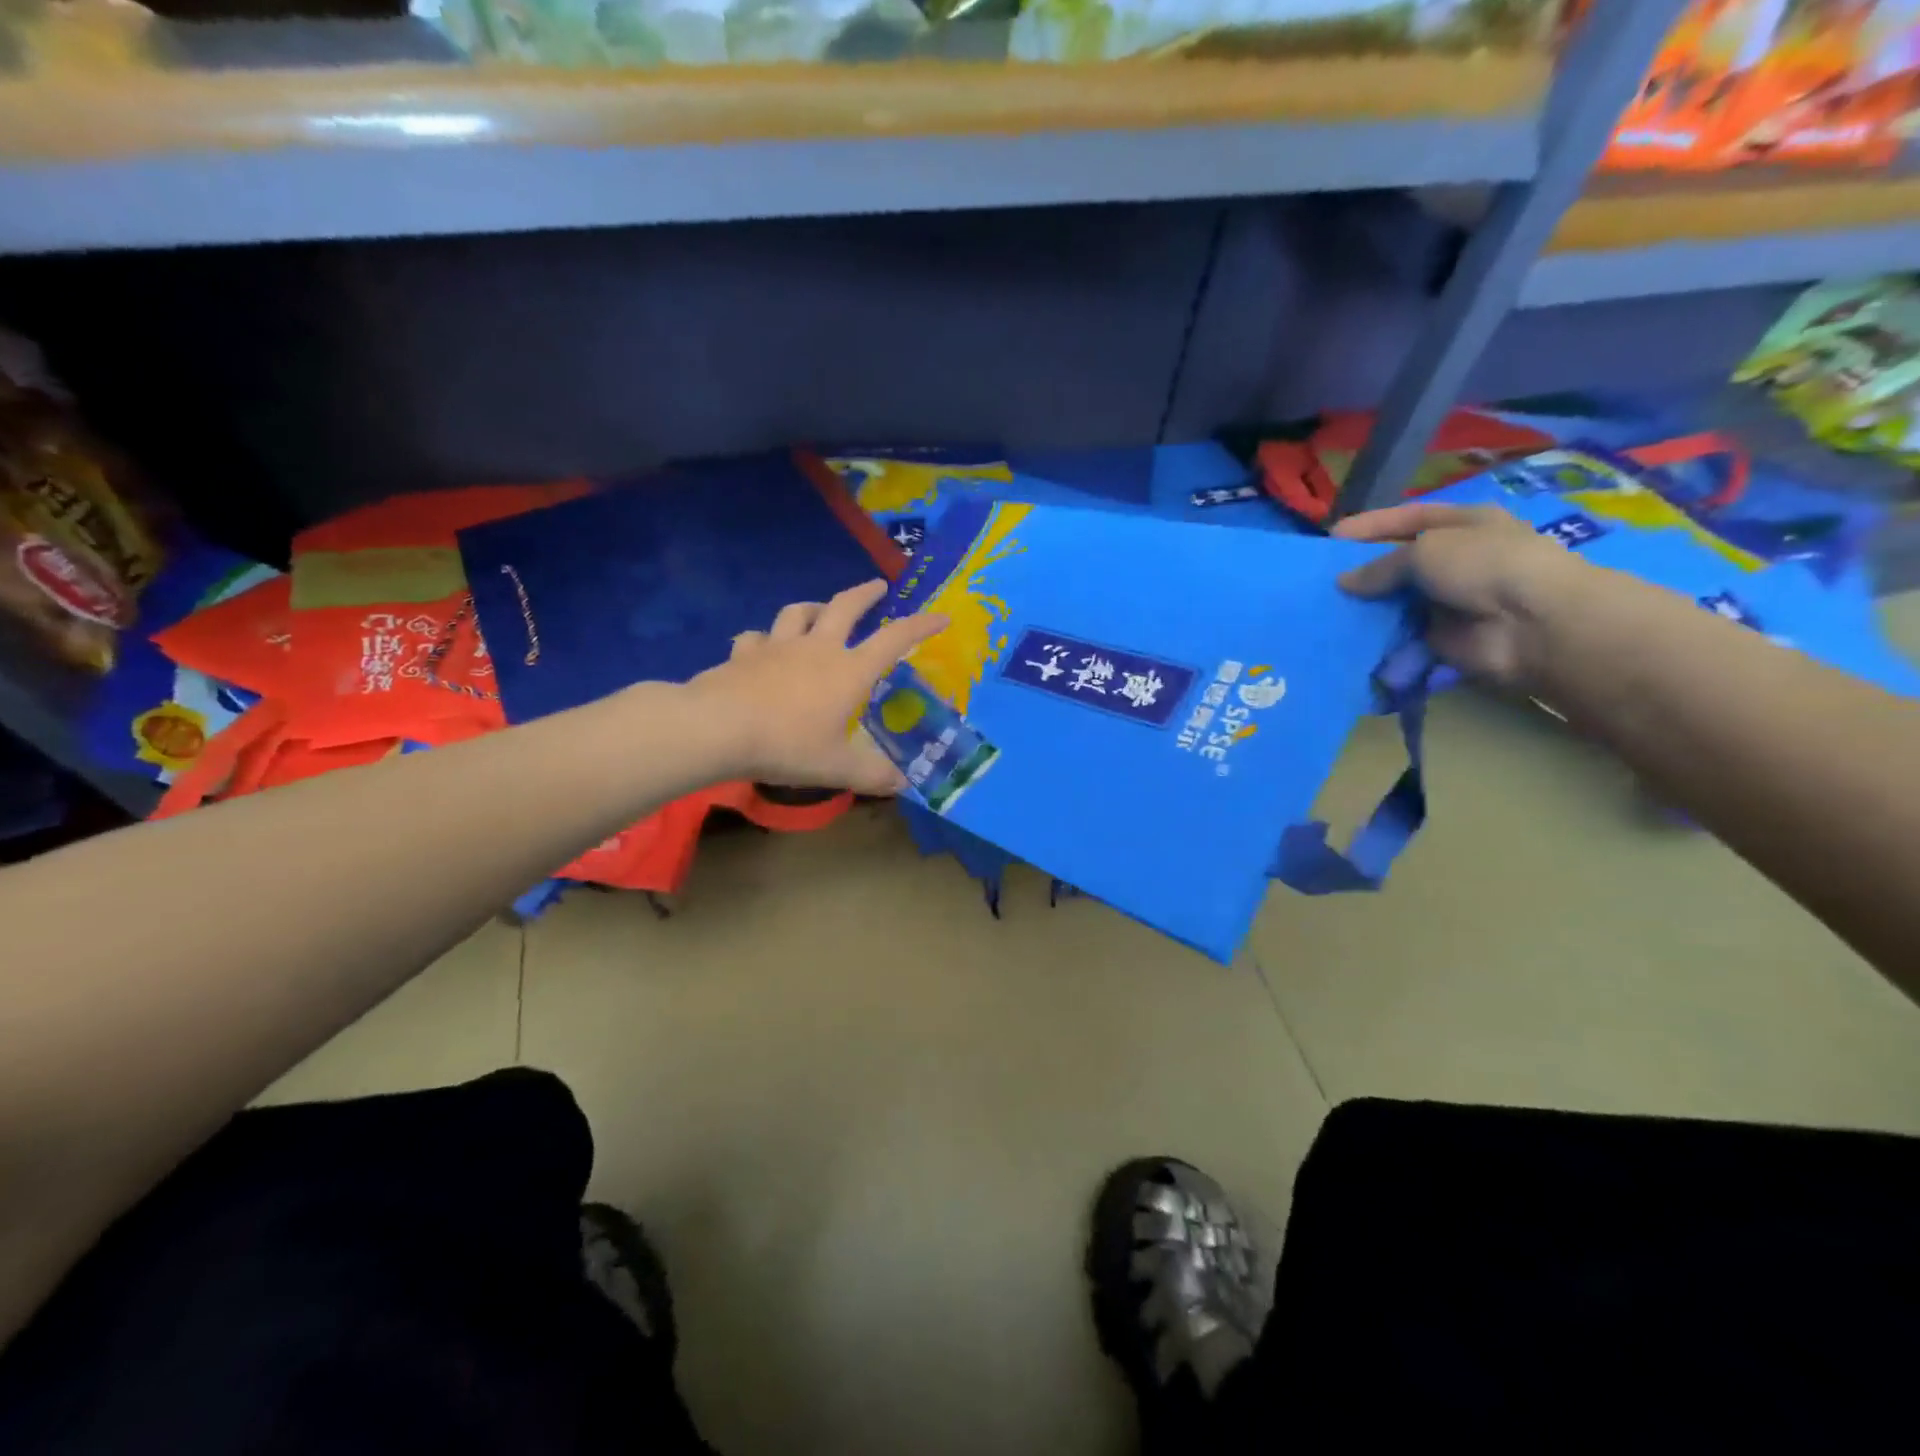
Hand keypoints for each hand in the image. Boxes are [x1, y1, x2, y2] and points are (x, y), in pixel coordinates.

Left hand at [688, 579, 947, 794]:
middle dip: (864, 594)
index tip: (941, 616)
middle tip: (877, 586)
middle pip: (844, 607)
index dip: (920, 626)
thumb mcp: (837, 768)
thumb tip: (902, 784)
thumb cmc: (787, 744)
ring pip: (798, 613)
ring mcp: (777, 647)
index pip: (894, 641)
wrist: (718, 728)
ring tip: (820, 611)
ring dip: (814, 607)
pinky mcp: (743, 654)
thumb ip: (872, 775)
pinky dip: (763, 639)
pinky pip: (755, 637)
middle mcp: (817, 649)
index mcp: (848, 671)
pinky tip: (761, 646)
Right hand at [1333, 502, 1581, 688]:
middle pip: (1399, 562)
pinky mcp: (1439, 637)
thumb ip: (1380, 565)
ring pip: (1395, 600)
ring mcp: (1448, 600)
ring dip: (1366, 607)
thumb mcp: (1426, 549)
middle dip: (1362, 570)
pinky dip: (1376, 639)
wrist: (1531, 624)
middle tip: (1320, 580)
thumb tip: (1344, 582)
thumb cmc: (1483, 566)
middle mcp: (1456, 559)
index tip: (1330, 538)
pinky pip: (1399, 635)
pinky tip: (1346, 638)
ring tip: (1325, 611)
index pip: (1408, 519)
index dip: (1370, 526)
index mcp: (1463, 524)